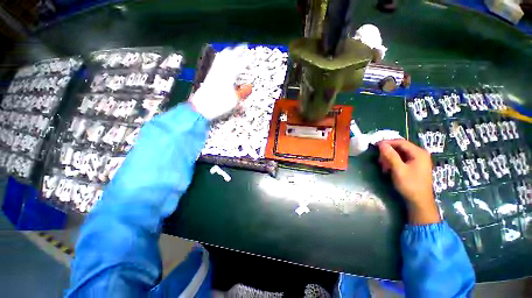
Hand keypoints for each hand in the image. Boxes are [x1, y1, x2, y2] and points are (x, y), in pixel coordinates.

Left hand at [190, 44, 251, 119]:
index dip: (246, 61)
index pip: (239, 65)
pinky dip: (221, 58)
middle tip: (243, 47)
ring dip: (228, 52)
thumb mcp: (234, 101)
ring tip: (233, 50)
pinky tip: (222, 59)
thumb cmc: (219, 105)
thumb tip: (249, 87)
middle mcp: (220, 71)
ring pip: (221, 57)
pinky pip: (216, 63)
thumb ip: (242, 92)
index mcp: (228, 77)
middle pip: (229, 56)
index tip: (251, 57)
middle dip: (237, 51)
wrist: (202, 107)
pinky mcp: (209, 75)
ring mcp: (214, 72)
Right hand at [377, 139, 439, 224]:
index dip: (387, 142)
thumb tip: (381, 144)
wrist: (419, 201)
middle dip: (388, 152)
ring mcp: (418, 160)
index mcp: (419, 153)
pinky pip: (402, 159)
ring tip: (383, 165)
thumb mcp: (398, 169)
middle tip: (379, 159)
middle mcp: (420, 154)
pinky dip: (393, 162)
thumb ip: (390, 155)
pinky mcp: (415, 166)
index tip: (375, 145)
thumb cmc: (410, 185)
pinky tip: (388, 168)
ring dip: (389, 158)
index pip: (400, 142)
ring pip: (400, 153)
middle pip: (400, 147)